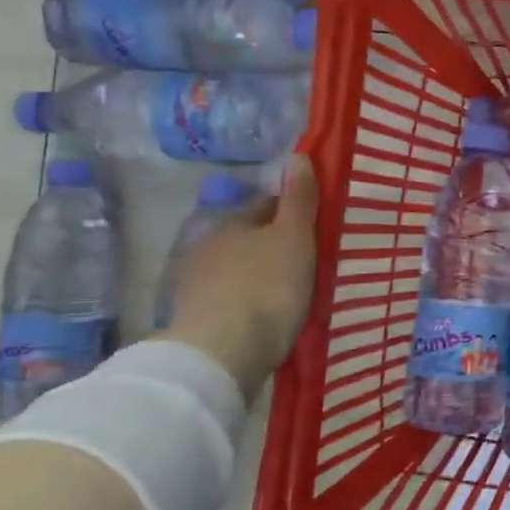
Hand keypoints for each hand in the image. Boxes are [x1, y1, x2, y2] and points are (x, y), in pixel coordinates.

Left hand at [163, 155, 317, 400]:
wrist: (222, 353)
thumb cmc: (266, 287)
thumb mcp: (293, 238)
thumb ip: (298, 200)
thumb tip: (298, 156)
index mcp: (231, 224)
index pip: (265, 206)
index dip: (291, 212)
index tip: (314, 226)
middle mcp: (206, 247)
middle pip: (248, 238)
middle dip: (272, 245)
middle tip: (305, 260)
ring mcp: (195, 286)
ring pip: (236, 270)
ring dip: (258, 275)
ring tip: (288, 292)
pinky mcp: (194, 321)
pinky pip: (229, 301)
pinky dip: (246, 303)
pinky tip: (264, 316)